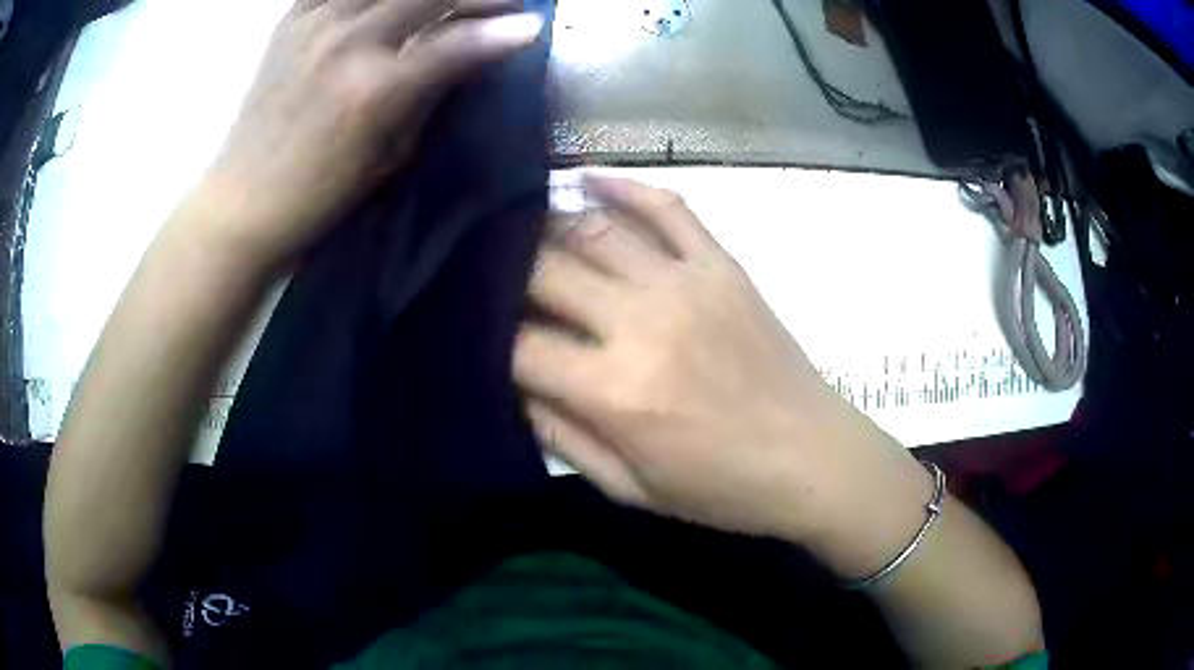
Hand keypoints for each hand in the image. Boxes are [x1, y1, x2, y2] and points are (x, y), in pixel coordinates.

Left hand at [197, 0, 543, 266]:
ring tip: (446, 4)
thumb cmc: (319, 194)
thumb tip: (473, 53)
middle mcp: (346, 42)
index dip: (503, 31)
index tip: (532, 25)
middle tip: (503, 5)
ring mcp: (314, 23)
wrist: (243, 199)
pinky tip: (386, 5)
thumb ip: (431, 93)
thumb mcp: (389, 156)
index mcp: (374, 89)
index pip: (457, 43)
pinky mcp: (290, 21)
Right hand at [514, 176, 923, 544]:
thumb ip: (562, 438)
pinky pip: (667, 206)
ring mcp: (686, 283)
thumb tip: (515, 388)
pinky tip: (586, 179)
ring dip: (547, 224)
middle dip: (504, 272)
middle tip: (486, 274)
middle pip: (545, 271)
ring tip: (518, 226)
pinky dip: (623, 185)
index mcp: (614, 391)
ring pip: (595, 230)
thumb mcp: (629, 489)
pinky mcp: (721, 265)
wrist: (811, 458)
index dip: (487, 339)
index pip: (520, 345)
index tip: (475, 335)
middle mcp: (641, 322)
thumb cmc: (719, 488)